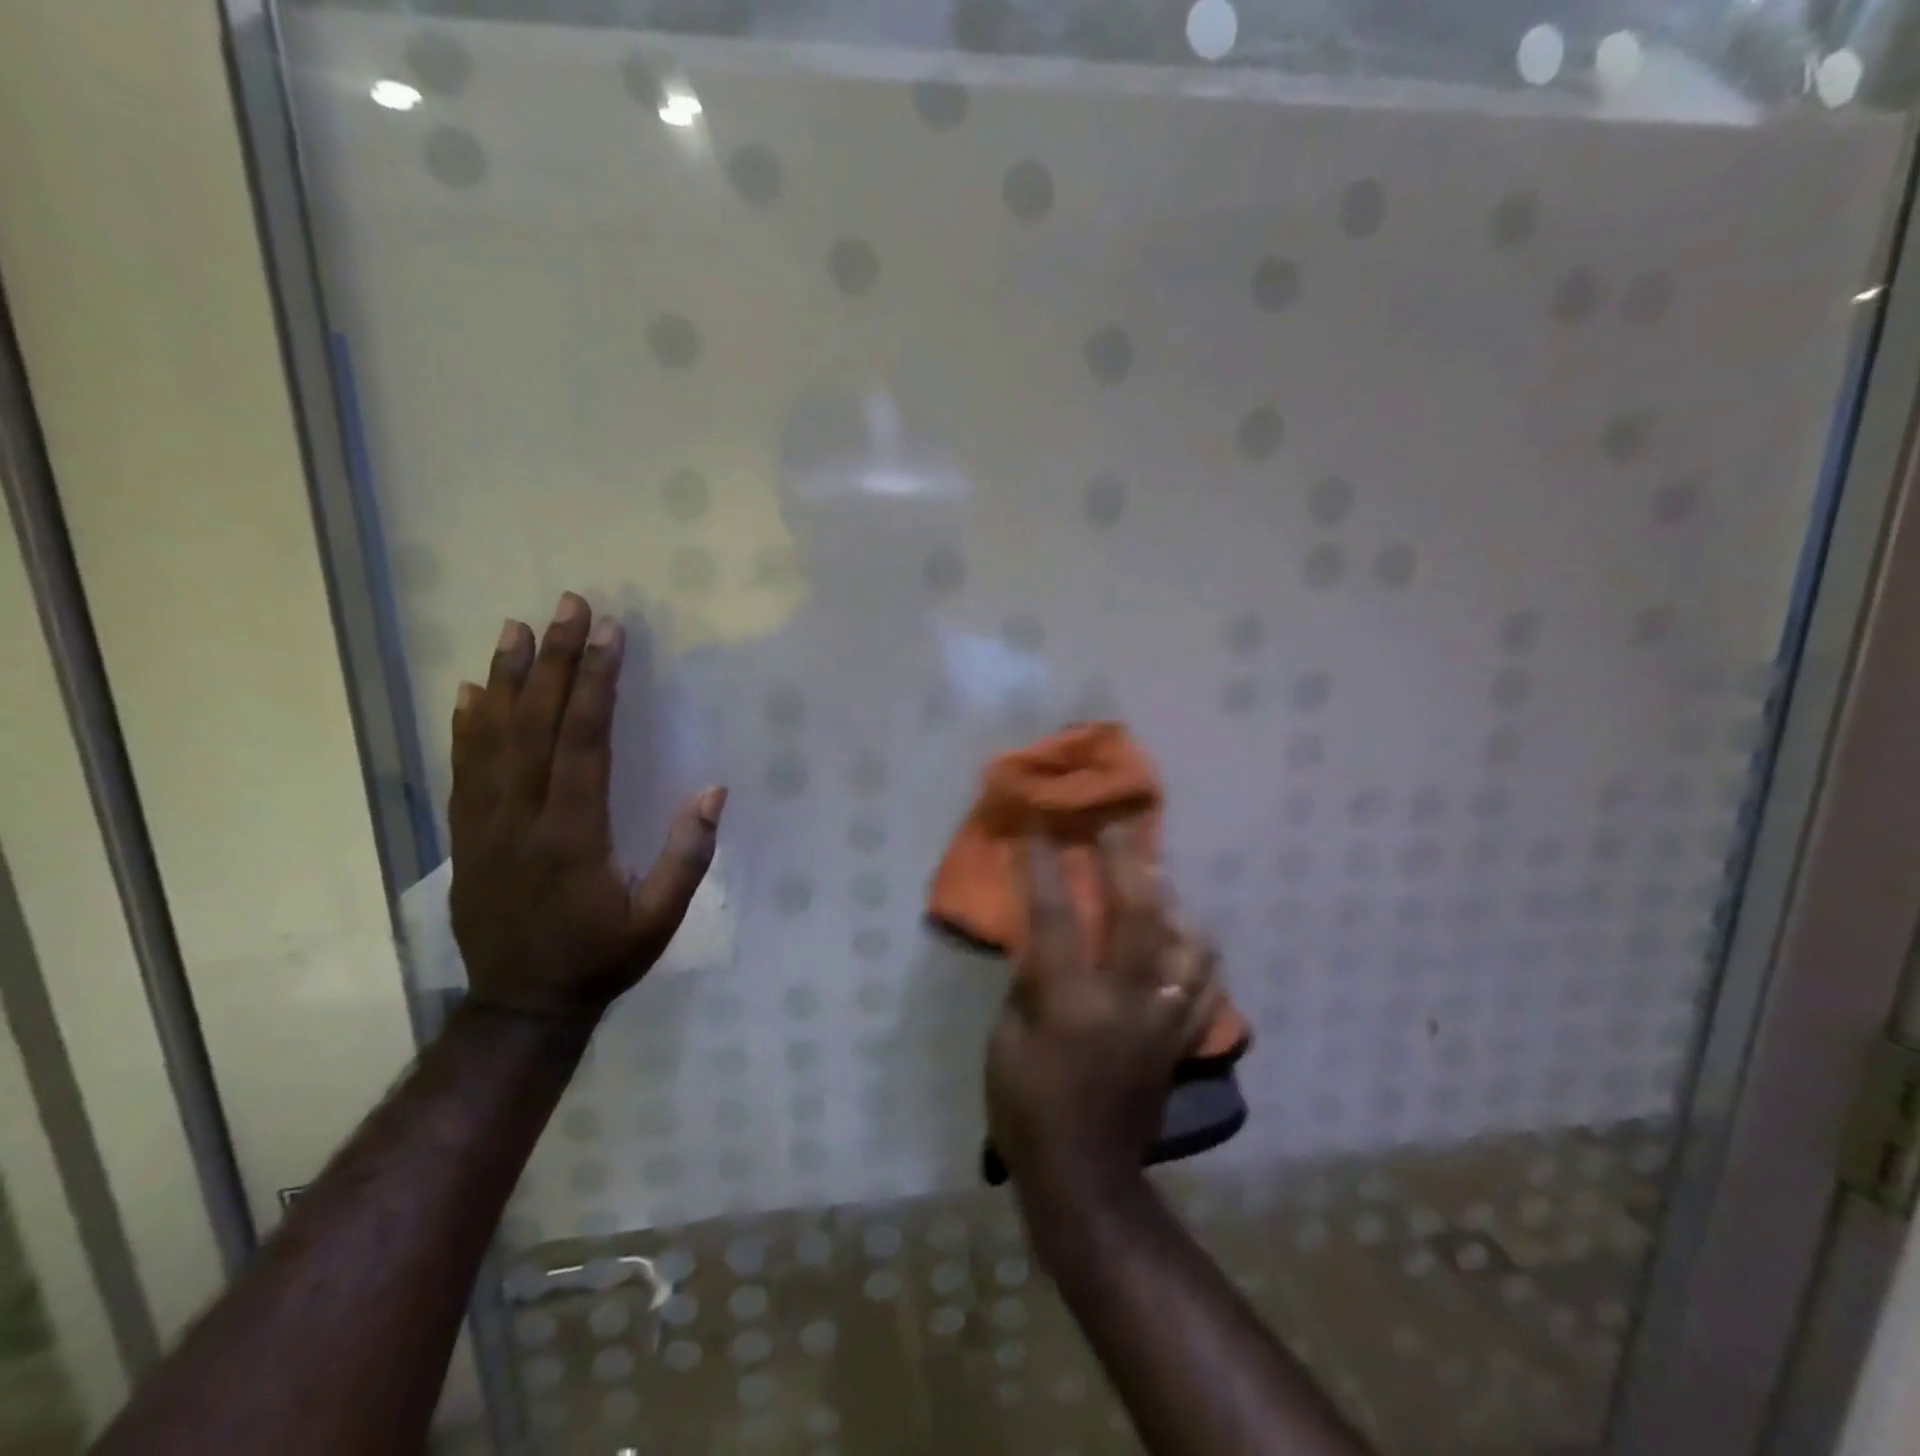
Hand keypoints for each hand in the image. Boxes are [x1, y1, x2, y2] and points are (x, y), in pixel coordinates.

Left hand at [448, 592, 725, 1023]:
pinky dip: (467, 725)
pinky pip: (463, 769)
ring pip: (492, 737)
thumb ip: (687, 857)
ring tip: (516, 627)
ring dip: (507, 678)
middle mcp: (523, 817)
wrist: (521, 1006)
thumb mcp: (659, 920)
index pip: (584, 741)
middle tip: (566, 604)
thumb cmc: (601, 958)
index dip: (597, 683)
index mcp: (573, 833)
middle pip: (536, 724)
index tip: (609, 632)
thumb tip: (714, 791)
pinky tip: (471, 691)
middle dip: (555, 660)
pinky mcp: (466, 836)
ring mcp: (485, 825)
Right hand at [986, 822, 1220, 1213]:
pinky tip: (1186, 937)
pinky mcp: (1181, 1042)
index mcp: (1072, 1004)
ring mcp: (1163, 1022)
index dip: (1045, 868)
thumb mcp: (1006, 1041)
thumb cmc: (1027, 1108)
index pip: (1057, 919)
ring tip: (1158, 879)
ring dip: (1175, 904)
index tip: (1040, 828)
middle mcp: (1126, 1004)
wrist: (1085, 1177)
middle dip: (1127, 863)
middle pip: (1139, 917)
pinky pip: (1207, 987)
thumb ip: (1027, 983)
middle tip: (1120, 826)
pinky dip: (1200, 955)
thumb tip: (1041, 935)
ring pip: (1189, 947)